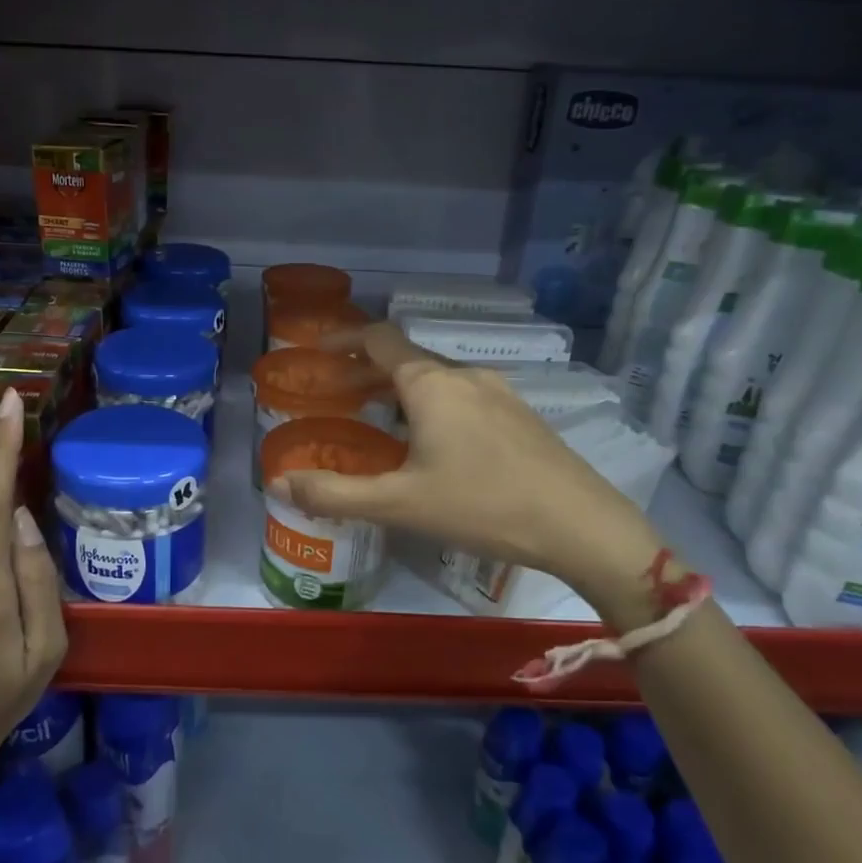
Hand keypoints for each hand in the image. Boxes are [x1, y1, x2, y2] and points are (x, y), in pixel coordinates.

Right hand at [268, 324, 666, 628]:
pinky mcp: (521, 416)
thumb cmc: (483, 506)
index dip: (344, 338)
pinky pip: (463, 397)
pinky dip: (432, 405)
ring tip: (380, 422)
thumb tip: (279, 484)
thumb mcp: (400, 504)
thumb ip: (335, 494)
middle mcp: (465, 376)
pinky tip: (434, 445)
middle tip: (337, 396)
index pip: (379, 338)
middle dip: (366, 372)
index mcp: (431, 384)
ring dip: (400, 391)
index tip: (318, 350)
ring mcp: (499, 393)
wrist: (582, 524)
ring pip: (437, 380)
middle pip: (406, 359)